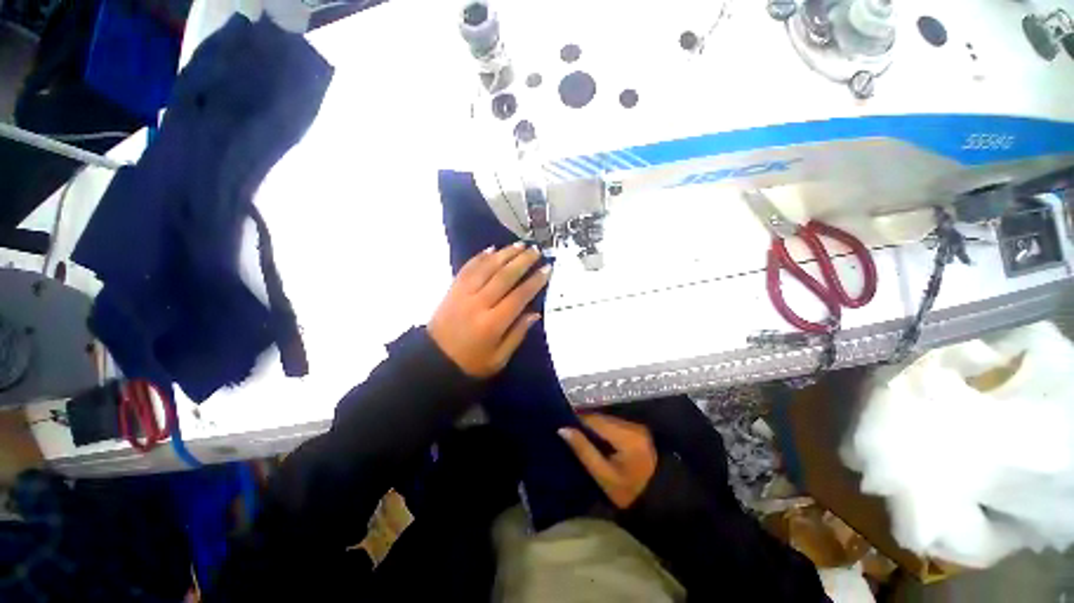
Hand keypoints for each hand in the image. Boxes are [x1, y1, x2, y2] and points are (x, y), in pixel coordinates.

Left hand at [428, 243, 549, 377]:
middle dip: (522, 261)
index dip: (535, 281)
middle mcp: (478, 304)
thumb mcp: (499, 358)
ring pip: (486, 268)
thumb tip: (534, 313)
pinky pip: (467, 269)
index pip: (519, 296)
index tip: (547, 269)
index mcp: (492, 323)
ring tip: (519, 245)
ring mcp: (463, 294)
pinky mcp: (452, 290)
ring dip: (504, 254)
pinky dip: (480, 257)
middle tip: (536, 251)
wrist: (433, 362)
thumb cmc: (470, 364)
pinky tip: (492, 249)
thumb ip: (517, 334)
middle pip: (504, 277)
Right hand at [559, 414, 657, 508]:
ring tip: (578, 434)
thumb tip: (562, 429)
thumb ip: (583, 450)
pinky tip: (594, 437)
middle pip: (601, 417)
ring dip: (593, 425)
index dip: (576, 420)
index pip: (594, 420)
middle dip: (584, 423)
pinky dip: (602, 428)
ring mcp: (636, 426)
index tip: (561, 425)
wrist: (659, 499)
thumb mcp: (603, 475)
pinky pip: (613, 424)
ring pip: (606, 419)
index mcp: (625, 436)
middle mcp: (632, 425)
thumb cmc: (629, 492)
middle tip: (567, 431)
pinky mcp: (637, 429)